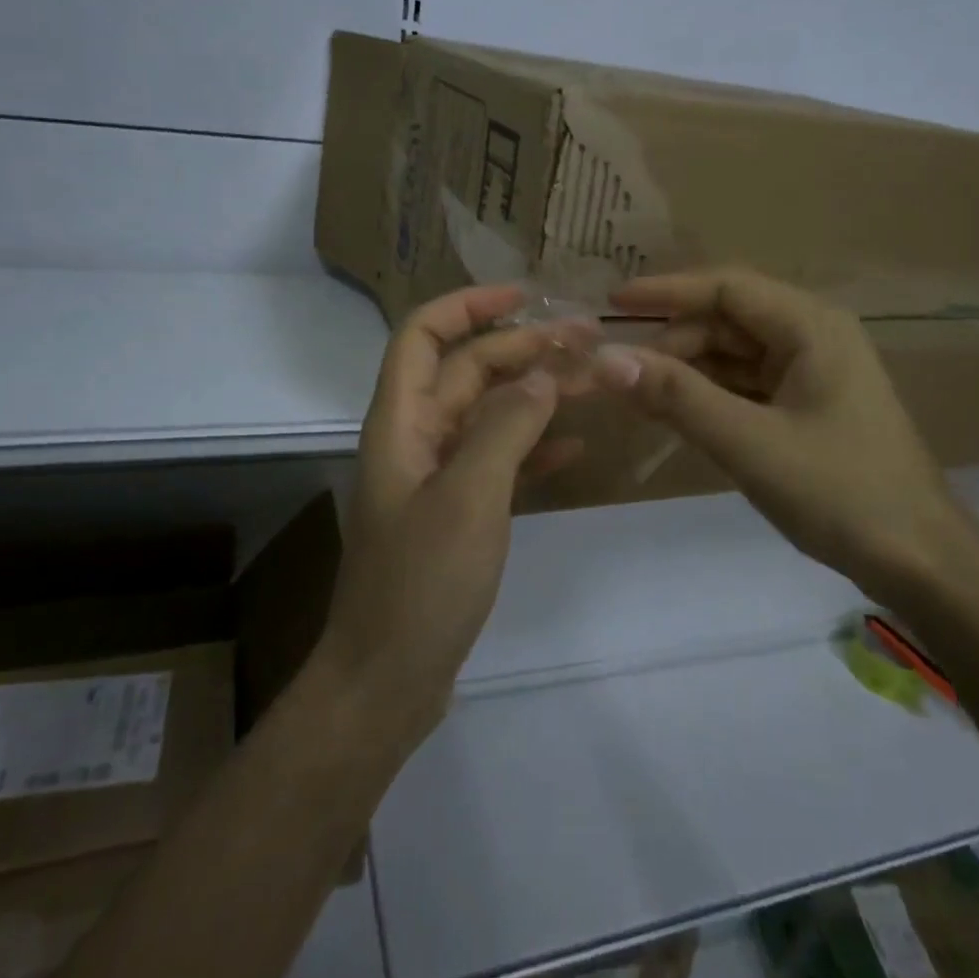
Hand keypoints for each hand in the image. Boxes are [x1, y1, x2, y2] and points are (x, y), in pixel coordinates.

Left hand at [317, 284, 583, 741]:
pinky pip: (498, 460)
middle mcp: (416, 437)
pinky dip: (533, 446)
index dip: (469, 305)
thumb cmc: (421, 582)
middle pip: (468, 371)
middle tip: (587, 340)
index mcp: (402, 421)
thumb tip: (542, 375)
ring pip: (489, 414)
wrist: (386, 681)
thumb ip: (506, 427)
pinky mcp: (457, 512)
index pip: (424, 335)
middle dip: (523, 348)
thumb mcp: (469, 496)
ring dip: (535, 393)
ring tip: (591, 380)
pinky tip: (575, 445)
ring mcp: (437, 476)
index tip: (525, 296)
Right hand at [593, 268, 978, 606]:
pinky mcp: (806, 407)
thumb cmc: (841, 493)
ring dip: (686, 371)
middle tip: (620, 373)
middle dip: (672, 341)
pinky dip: (708, 396)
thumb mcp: (749, 442)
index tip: (611, 303)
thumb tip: (605, 359)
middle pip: (726, 321)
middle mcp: (812, 336)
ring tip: (636, 395)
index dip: (666, 292)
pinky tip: (674, 415)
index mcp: (810, 326)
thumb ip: (676, 397)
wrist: (922, 564)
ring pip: (732, 355)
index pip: (725, 287)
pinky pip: (745, 386)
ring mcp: (811, 373)